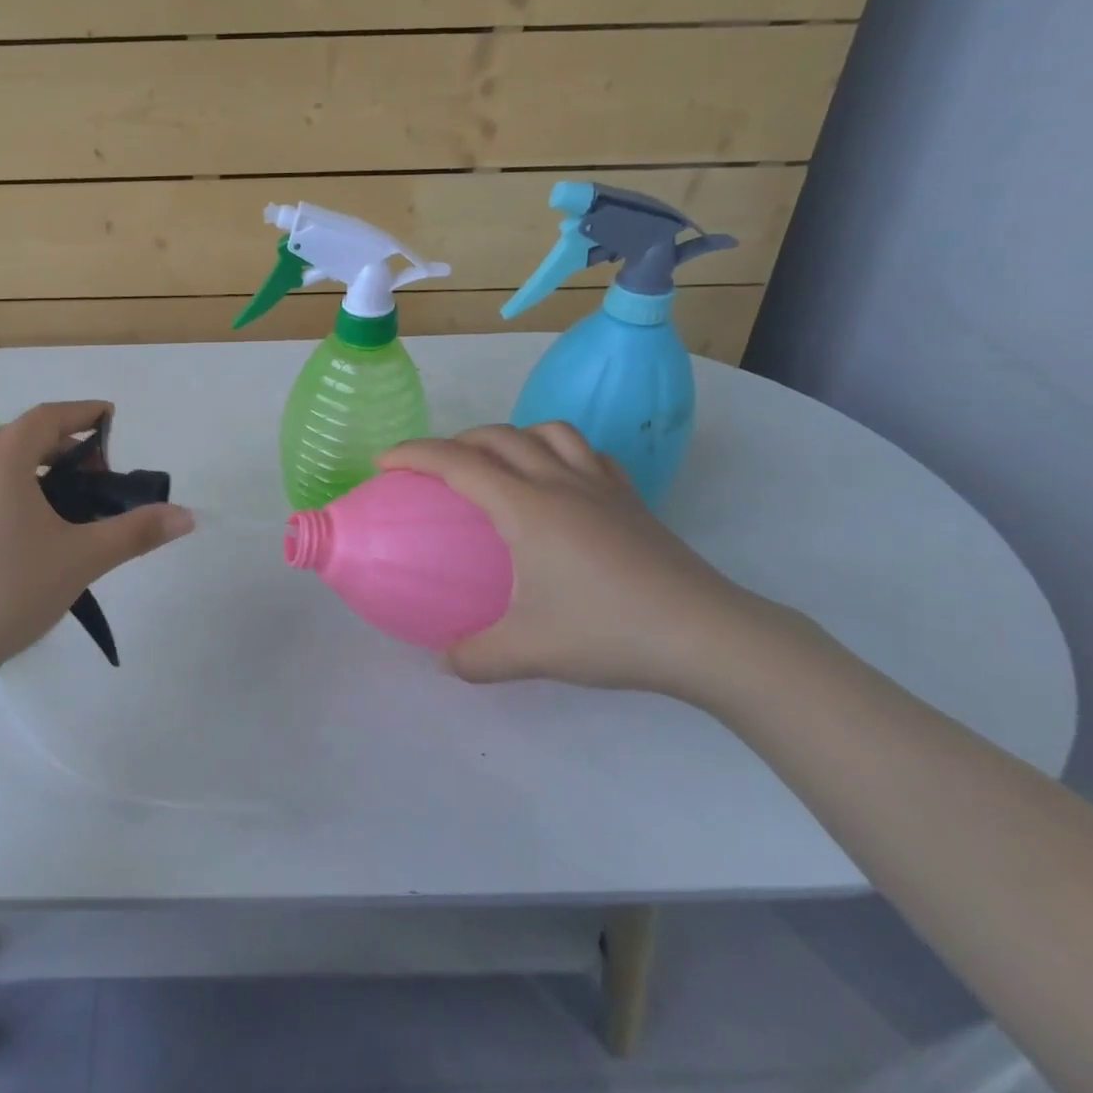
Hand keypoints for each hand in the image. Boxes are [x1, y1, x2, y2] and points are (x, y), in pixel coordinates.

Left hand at [0, 401, 193, 684]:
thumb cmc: (9, 588)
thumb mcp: (82, 558)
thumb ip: (136, 532)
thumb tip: (186, 515)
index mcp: (3, 459)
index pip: (49, 416)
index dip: (85, 412)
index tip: (114, 421)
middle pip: (27, 437)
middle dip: (69, 445)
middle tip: (103, 475)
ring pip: (6, 467)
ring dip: (44, 471)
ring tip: (77, 504)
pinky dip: (23, 493)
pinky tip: (40, 534)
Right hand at [380, 423, 771, 696]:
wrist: (708, 636)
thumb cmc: (610, 632)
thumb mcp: (529, 652)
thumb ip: (475, 656)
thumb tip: (443, 661)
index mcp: (527, 507)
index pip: (457, 463)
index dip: (414, 454)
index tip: (384, 462)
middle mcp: (559, 482)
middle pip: (498, 436)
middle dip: (455, 441)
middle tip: (433, 469)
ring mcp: (600, 486)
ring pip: (547, 432)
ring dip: (510, 436)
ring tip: (496, 465)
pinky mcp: (631, 499)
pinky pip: (587, 453)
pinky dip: (558, 450)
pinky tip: (557, 481)